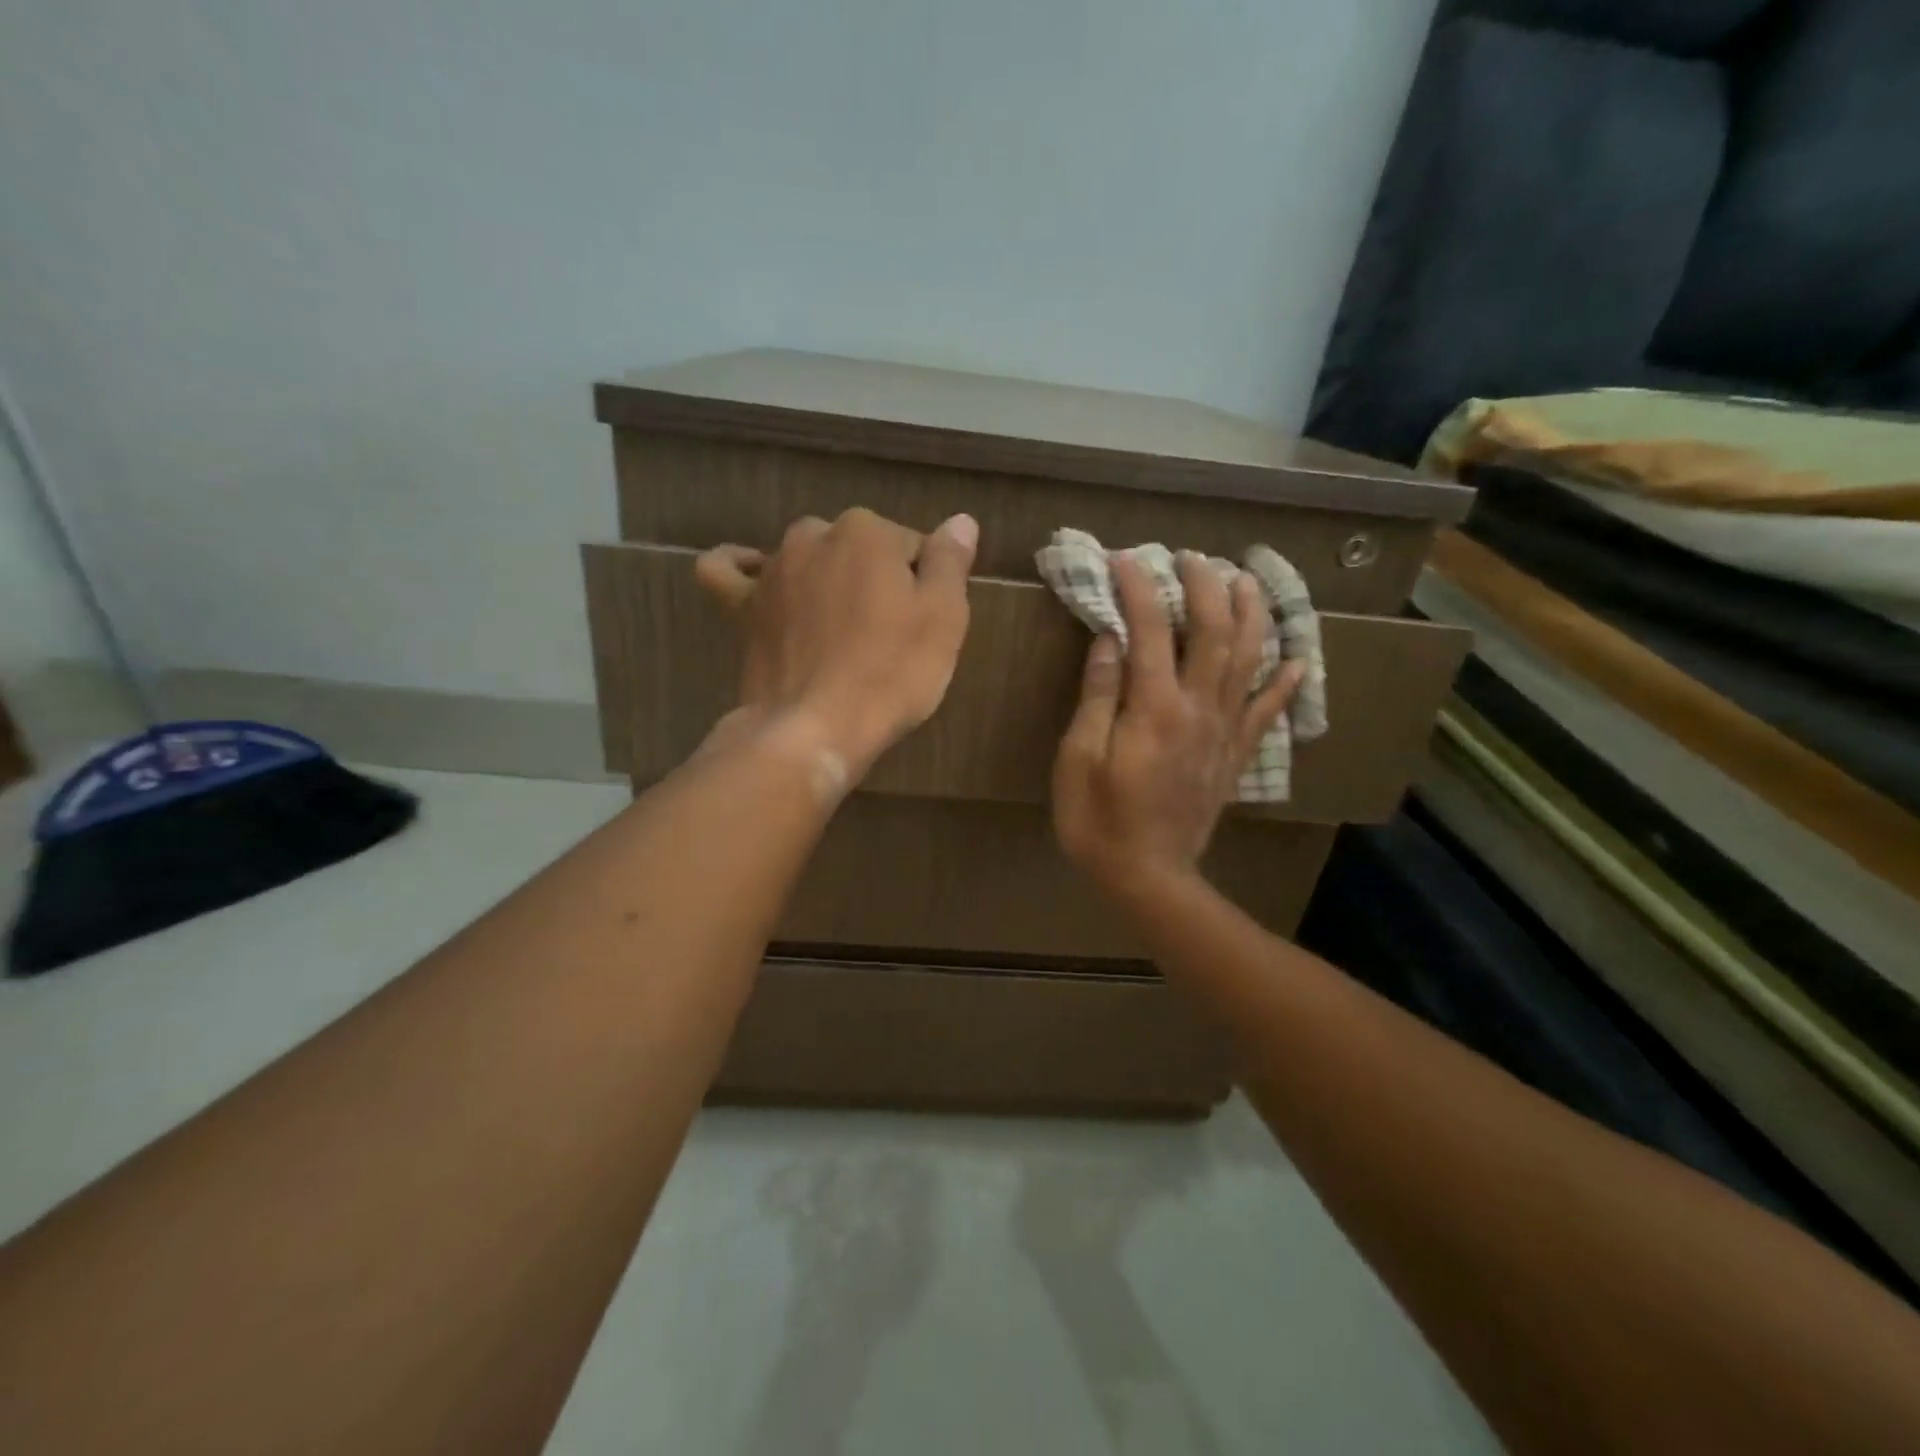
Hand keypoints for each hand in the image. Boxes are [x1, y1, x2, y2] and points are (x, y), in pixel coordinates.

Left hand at [695, 507, 978, 780]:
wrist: (814, 727)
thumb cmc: (890, 674)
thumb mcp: (943, 618)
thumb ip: (951, 561)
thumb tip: (961, 520)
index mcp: (868, 532)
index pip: (911, 546)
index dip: (925, 586)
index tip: (926, 625)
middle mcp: (814, 536)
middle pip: (860, 549)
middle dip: (876, 579)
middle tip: (889, 633)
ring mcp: (773, 570)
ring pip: (810, 559)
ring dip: (827, 579)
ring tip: (842, 628)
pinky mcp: (742, 606)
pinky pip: (729, 571)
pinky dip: (741, 566)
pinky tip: (753, 570)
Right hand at [1052, 551, 1303, 899]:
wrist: (1149, 877)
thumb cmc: (1099, 820)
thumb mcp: (1079, 758)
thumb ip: (1097, 696)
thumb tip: (1109, 639)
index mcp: (1154, 708)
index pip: (1149, 630)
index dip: (1138, 588)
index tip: (1124, 558)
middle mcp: (1198, 709)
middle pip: (1212, 633)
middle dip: (1204, 587)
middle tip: (1192, 557)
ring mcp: (1224, 732)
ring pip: (1248, 661)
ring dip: (1251, 616)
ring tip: (1249, 581)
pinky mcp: (1235, 756)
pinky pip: (1266, 712)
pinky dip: (1285, 683)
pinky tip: (1298, 659)